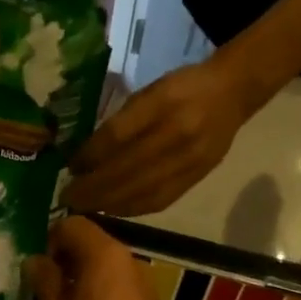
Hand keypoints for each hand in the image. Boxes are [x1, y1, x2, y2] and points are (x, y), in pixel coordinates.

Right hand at [27, 216, 173, 299]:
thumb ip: (45, 282)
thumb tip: (35, 260)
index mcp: (105, 255)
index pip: (73, 224)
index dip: (48, 238)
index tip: (33, 266)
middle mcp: (130, 262)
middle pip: (92, 244)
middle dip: (64, 260)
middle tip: (40, 286)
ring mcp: (144, 285)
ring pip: (106, 268)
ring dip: (81, 279)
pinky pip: (118, 288)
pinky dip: (99, 295)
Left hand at [65, 57, 251, 214]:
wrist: (232, 94)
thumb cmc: (182, 89)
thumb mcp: (148, 92)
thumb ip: (120, 123)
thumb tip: (84, 158)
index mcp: (163, 102)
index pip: (119, 135)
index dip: (91, 156)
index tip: (70, 169)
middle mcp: (178, 132)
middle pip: (128, 169)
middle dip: (93, 188)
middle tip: (68, 198)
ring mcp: (191, 158)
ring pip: (142, 190)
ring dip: (109, 203)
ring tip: (85, 208)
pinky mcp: (197, 177)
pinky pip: (160, 200)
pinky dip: (132, 209)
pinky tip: (113, 210)